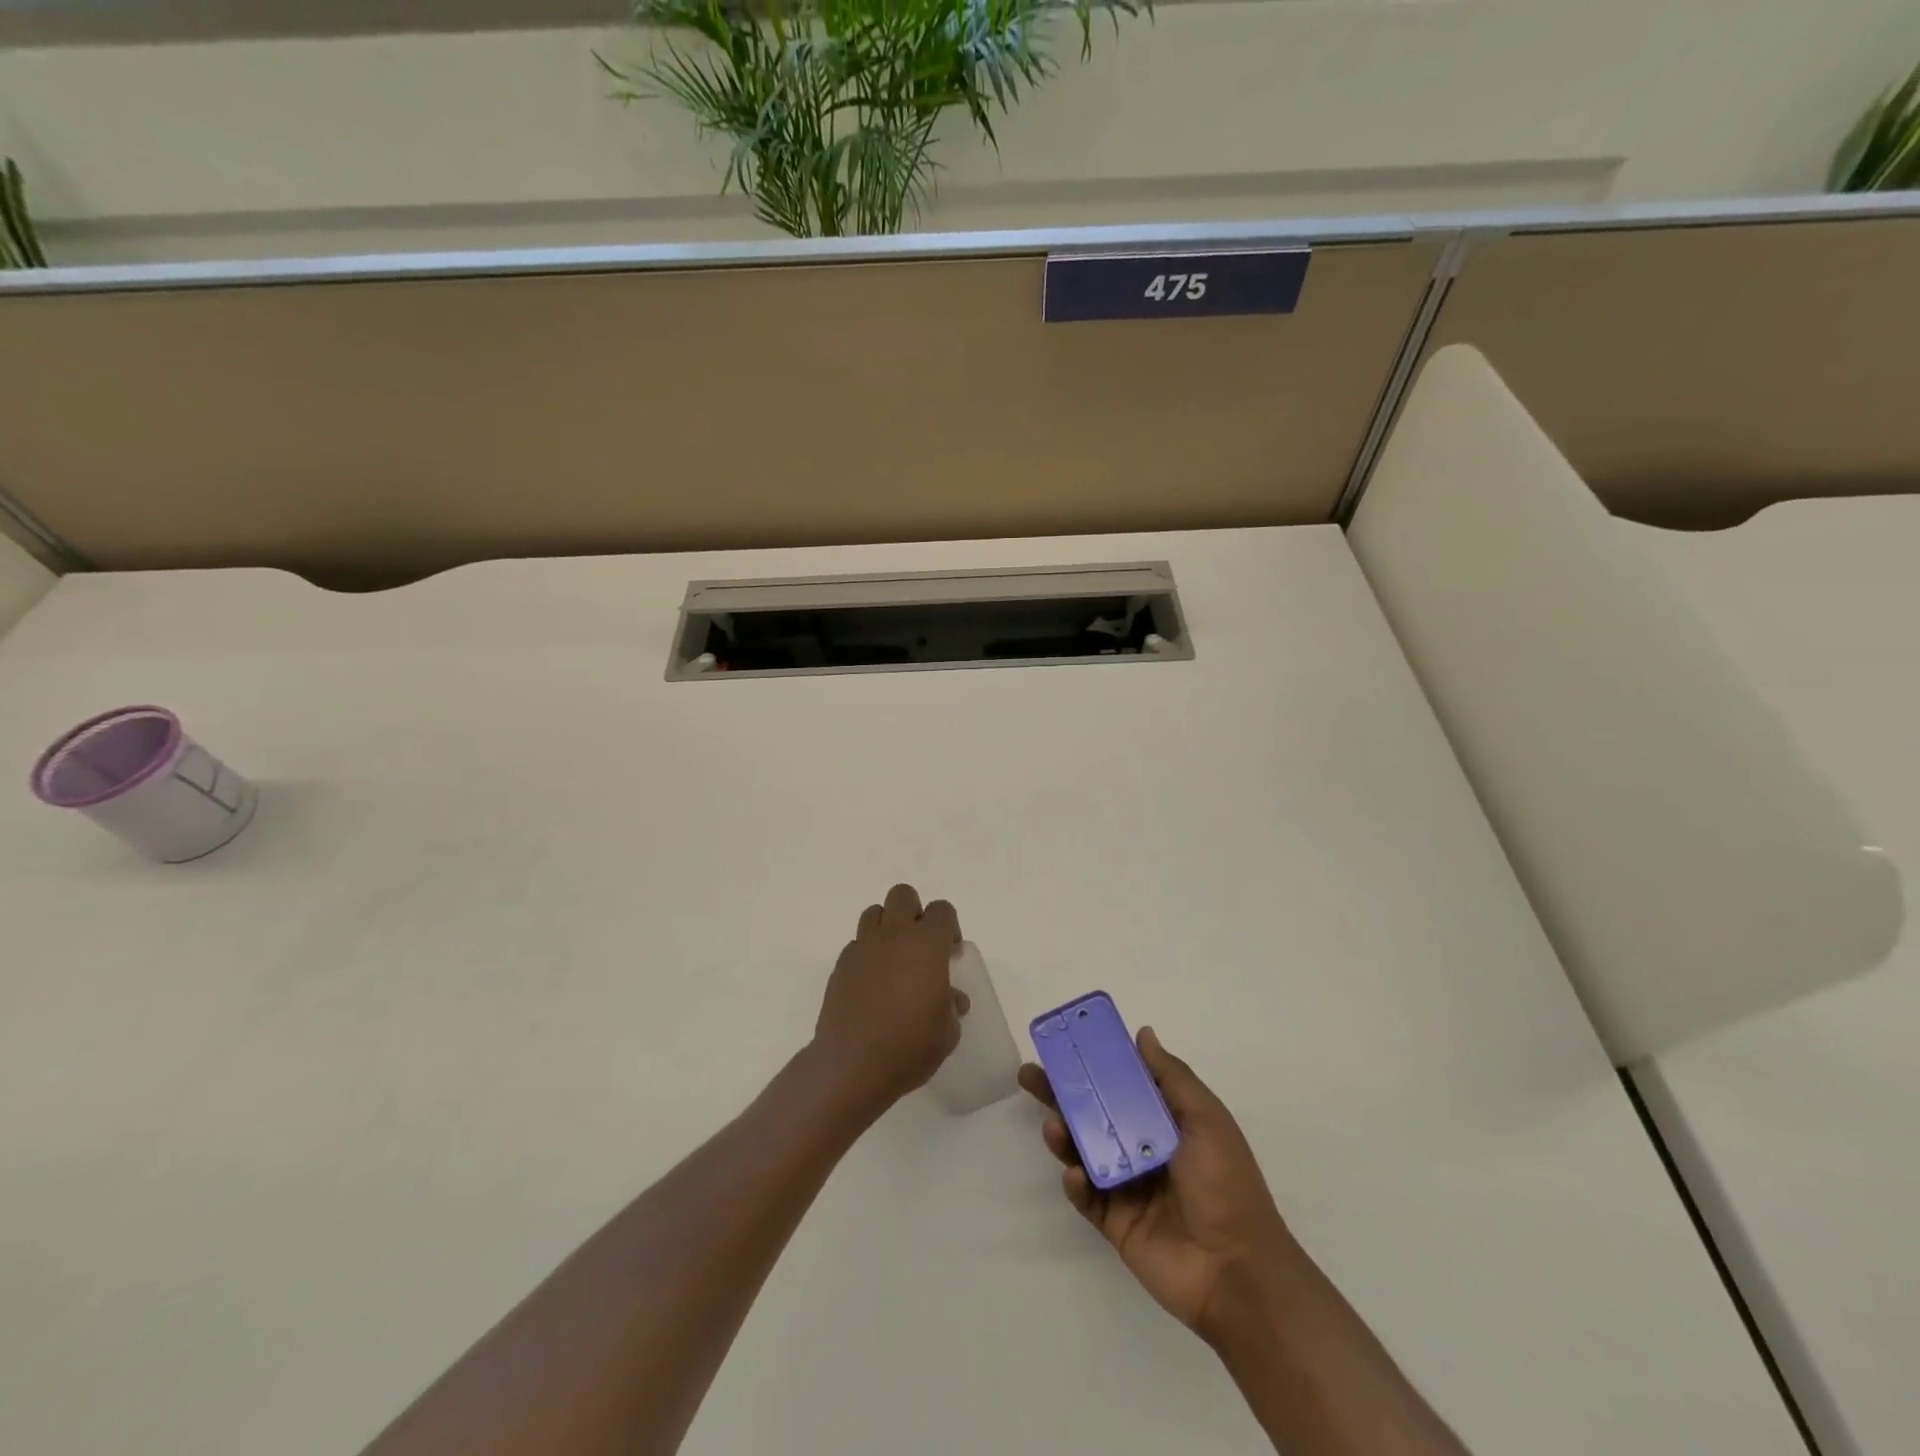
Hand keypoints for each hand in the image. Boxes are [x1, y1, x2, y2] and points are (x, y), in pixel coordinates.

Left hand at [812, 884, 969, 1116]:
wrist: (852, 1065)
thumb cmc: (909, 1047)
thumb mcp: (947, 1032)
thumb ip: (951, 1006)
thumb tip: (951, 998)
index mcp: (926, 945)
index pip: (942, 910)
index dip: (950, 927)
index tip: (951, 954)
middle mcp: (894, 936)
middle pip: (903, 896)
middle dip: (915, 913)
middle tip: (921, 947)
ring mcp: (863, 948)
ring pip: (874, 913)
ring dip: (887, 927)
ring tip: (894, 959)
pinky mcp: (840, 965)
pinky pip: (856, 944)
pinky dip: (867, 953)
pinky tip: (872, 983)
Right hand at [1019, 1027, 1296, 1343]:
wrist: (1236, 1270)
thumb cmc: (1225, 1184)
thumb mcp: (1206, 1119)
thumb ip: (1171, 1076)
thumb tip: (1142, 1034)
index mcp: (1164, 1120)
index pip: (1121, 1083)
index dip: (1094, 1063)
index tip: (1065, 1043)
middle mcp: (1141, 1147)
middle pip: (1092, 1112)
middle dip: (1060, 1093)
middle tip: (1029, 1075)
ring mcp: (1125, 1185)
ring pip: (1083, 1151)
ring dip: (1063, 1135)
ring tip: (1052, 1127)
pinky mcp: (1114, 1221)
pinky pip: (1085, 1196)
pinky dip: (1075, 1182)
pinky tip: (1075, 1174)